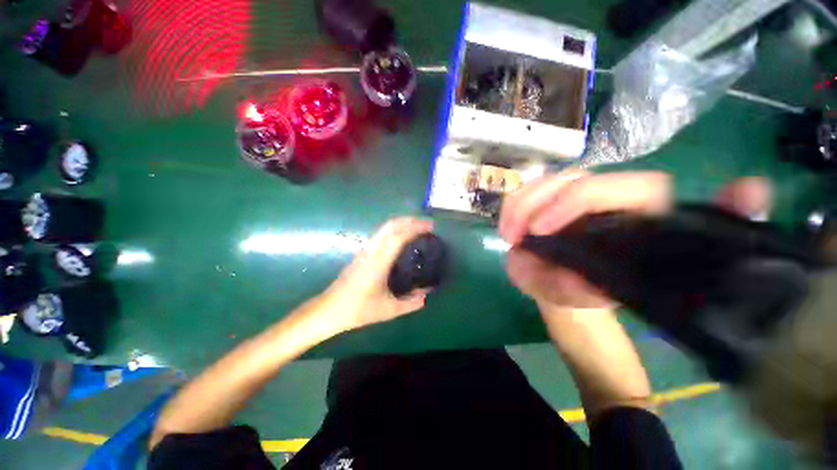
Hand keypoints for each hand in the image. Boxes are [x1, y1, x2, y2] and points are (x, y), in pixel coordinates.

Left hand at [323, 217, 433, 331]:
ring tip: (417, 228)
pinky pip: (381, 234)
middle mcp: (371, 251)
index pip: (399, 237)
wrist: (329, 309)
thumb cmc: (358, 309)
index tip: (430, 227)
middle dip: (410, 220)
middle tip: (427, 224)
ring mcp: (365, 250)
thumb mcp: (388, 310)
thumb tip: (426, 297)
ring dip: (402, 223)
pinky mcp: (362, 253)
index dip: (415, 228)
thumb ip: (410, 304)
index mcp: (379, 261)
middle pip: (391, 226)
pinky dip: (394, 230)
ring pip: (384, 228)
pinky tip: (401, 238)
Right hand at [499, 170, 771, 310]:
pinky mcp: (551, 194)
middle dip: (533, 205)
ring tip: (507, 235)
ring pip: (546, 181)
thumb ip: (574, 289)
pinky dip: (510, 207)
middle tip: (512, 237)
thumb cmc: (576, 290)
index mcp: (636, 218)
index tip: (539, 230)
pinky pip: (527, 189)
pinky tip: (506, 228)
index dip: (578, 200)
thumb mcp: (576, 296)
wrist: (562, 282)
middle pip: (573, 179)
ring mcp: (576, 191)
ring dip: (517, 206)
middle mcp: (607, 196)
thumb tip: (567, 274)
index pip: (623, 189)